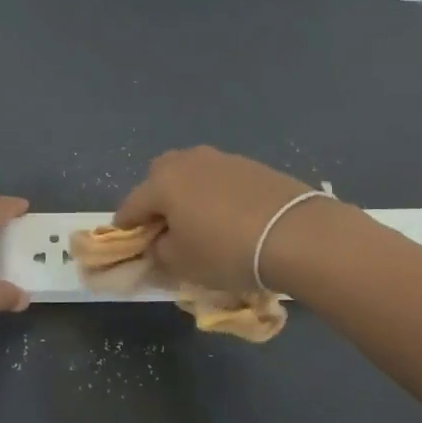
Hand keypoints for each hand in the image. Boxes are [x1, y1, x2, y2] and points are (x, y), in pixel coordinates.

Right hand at [115, 147, 321, 294]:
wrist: (296, 234)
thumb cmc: (225, 251)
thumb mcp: (181, 263)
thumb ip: (159, 251)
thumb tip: (158, 243)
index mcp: (162, 182)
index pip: (131, 205)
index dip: (125, 226)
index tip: (126, 240)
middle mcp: (188, 162)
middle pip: (159, 177)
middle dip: (156, 199)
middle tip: (165, 227)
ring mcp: (222, 159)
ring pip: (192, 173)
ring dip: (188, 194)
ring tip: (200, 221)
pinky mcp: (252, 165)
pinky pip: (221, 179)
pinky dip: (216, 194)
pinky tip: (229, 216)